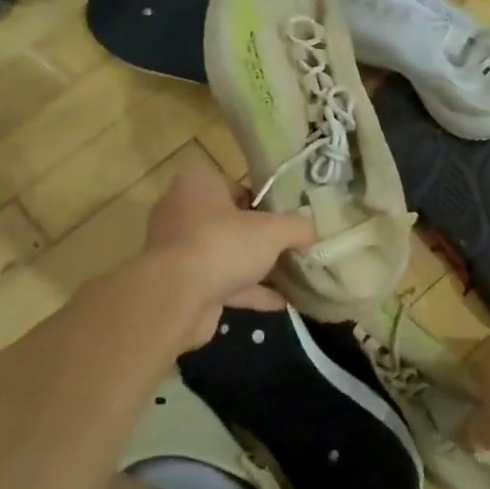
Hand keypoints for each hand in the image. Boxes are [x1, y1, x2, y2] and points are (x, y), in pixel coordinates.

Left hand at [142, 168, 315, 347]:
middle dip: (262, 239)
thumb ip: (298, 227)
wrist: (176, 297)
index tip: (289, 222)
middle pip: (233, 223)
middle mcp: (183, 212)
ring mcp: (180, 251)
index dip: (266, 205)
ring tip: (293, 278)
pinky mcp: (182, 284)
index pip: (238, 187)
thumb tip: (313, 233)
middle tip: (293, 249)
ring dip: (257, 268)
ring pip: (227, 256)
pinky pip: (223, 284)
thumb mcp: (273, 230)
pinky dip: (250, 293)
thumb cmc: (222, 245)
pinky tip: (282, 303)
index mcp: (198, 185)